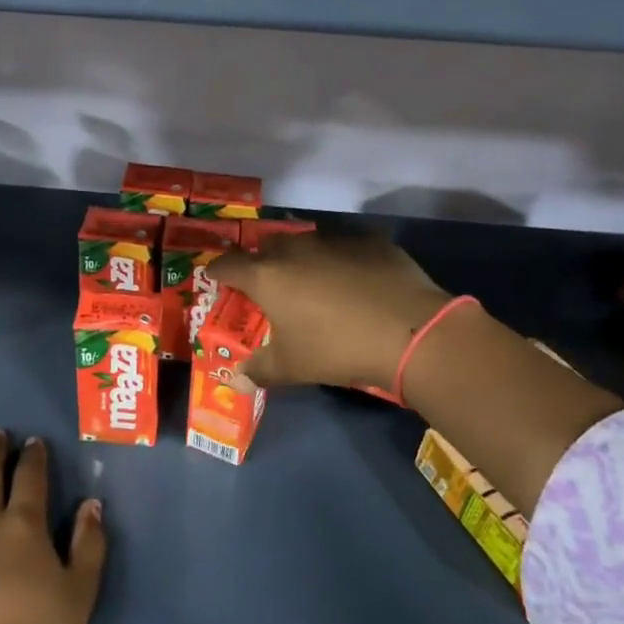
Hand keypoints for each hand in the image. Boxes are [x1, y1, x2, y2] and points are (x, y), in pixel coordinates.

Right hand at [210, 231, 450, 390]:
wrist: (409, 331)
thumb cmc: (336, 349)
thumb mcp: (293, 367)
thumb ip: (259, 370)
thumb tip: (236, 381)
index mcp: (267, 276)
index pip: (229, 265)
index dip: (218, 270)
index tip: (215, 277)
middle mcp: (295, 249)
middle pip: (267, 246)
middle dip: (262, 261)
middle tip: (267, 284)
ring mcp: (334, 241)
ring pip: (307, 242)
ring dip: (302, 258)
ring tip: (313, 282)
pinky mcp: (370, 241)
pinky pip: (346, 247)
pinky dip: (342, 261)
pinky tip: (356, 281)